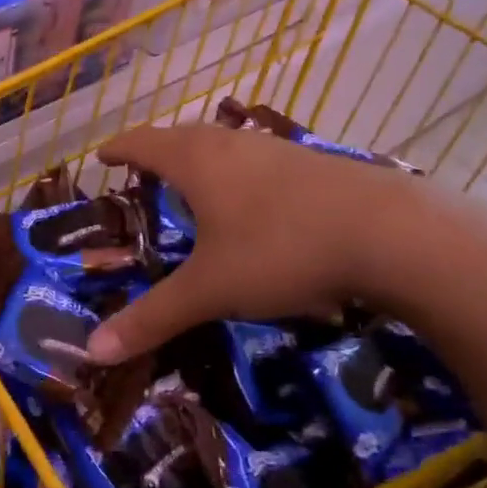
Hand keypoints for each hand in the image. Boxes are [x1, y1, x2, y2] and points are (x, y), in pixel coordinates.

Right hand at [84, 123, 486, 362]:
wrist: (392, 233)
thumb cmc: (281, 250)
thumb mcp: (211, 290)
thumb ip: (153, 318)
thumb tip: (94, 350)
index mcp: (197, 161)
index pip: (143, 143)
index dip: (119, 149)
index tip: (101, 155)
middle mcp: (233, 144)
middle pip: (182, 137)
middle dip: (157, 152)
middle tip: (141, 174)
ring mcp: (277, 149)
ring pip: (224, 145)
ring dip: (200, 160)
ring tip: (193, 186)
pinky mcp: (313, 164)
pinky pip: (258, 160)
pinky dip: (238, 173)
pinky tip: (254, 202)